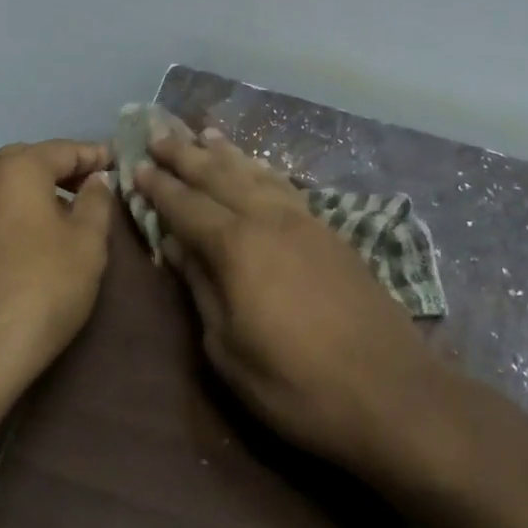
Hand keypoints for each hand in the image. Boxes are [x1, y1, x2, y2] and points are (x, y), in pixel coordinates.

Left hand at [0, 139, 114, 412]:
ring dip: (40, 191)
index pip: (65, 149)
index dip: (96, 156)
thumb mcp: (87, 243)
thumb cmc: (40, 289)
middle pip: (32, 161)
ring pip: (9, 185)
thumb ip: (97, 201)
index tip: (121, 163)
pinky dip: (19, 210)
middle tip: (97, 186)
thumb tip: (96, 180)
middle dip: (65, 170)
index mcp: (16, 168)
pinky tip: (38, 235)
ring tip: (72, 211)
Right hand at [131, 130, 447, 483]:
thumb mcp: (228, 350)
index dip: (159, 187)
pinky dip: (262, 170)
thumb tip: (177, 246)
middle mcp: (268, 219)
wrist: (390, 393)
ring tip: (204, 134)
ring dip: (226, 154)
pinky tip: (256, 167)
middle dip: (186, 155)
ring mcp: (304, 221)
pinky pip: (284, 186)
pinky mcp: (330, 232)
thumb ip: (201, 289)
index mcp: (237, 247)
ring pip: (255, 174)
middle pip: (219, 177)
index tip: (136, 166)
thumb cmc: (296, 385)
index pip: (187, 206)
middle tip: (160, 134)